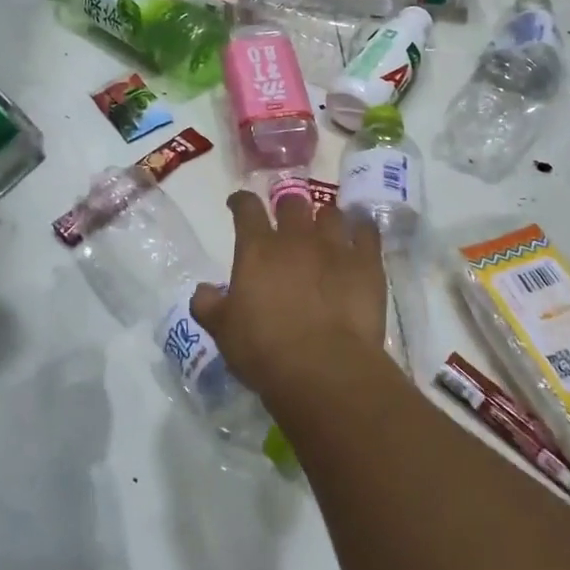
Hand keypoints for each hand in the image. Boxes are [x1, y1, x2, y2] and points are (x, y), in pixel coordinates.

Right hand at [191, 192, 390, 406]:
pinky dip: (362, 230)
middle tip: (287, 219)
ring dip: (324, 219)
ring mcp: (335, 246)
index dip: (241, 202)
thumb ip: (209, 305)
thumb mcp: (224, 332)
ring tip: (324, 230)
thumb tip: (203, 291)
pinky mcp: (367, 262)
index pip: (246, 209)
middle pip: (292, 203)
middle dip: (287, 206)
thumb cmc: (265, 350)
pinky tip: (360, 235)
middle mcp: (296, 238)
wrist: (323, 367)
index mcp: (258, 249)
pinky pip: (367, 232)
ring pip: (331, 213)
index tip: (238, 204)